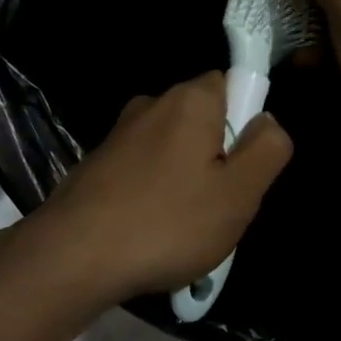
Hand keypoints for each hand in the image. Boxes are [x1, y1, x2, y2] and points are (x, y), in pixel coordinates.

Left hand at [27, 73, 292, 307]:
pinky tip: (150, 235)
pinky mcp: (97, 164)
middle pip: (203, 121)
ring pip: (173, 151)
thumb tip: (267, 120)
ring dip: (185, 183)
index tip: (240, 168)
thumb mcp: (238, 193)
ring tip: (183, 231)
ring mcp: (119, 135)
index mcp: (189, 100)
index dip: (245, 123)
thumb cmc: (167, 222)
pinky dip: (154, 196)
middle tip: (219, 207)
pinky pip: (143, 173)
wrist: (73, 256)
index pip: (232, 84)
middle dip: (217, 159)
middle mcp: (150, 105)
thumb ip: (267, 150)